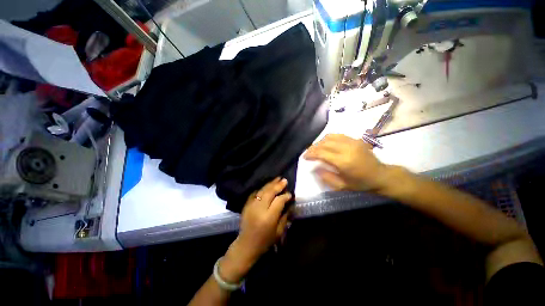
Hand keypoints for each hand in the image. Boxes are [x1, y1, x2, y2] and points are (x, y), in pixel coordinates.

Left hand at [219, 178, 291, 282]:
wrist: (246, 245)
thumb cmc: (265, 241)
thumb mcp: (279, 232)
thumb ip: (285, 216)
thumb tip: (289, 204)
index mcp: (268, 218)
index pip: (278, 201)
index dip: (285, 196)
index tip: (290, 194)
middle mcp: (259, 209)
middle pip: (270, 193)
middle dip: (278, 185)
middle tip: (284, 180)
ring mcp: (251, 205)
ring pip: (262, 190)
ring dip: (270, 184)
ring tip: (277, 178)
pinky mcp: (246, 205)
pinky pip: (255, 193)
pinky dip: (261, 188)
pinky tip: (267, 185)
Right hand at [303, 134, 391, 192]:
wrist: (381, 175)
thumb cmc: (361, 183)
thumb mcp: (342, 186)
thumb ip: (326, 177)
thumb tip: (314, 168)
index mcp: (344, 162)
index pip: (322, 153)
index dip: (311, 154)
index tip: (304, 157)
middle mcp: (347, 149)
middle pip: (324, 143)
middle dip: (313, 147)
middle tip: (308, 153)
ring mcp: (352, 142)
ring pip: (330, 137)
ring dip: (320, 142)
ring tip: (316, 149)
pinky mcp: (355, 139)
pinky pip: (337, 135)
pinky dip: (328, 139)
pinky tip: (326, 144)